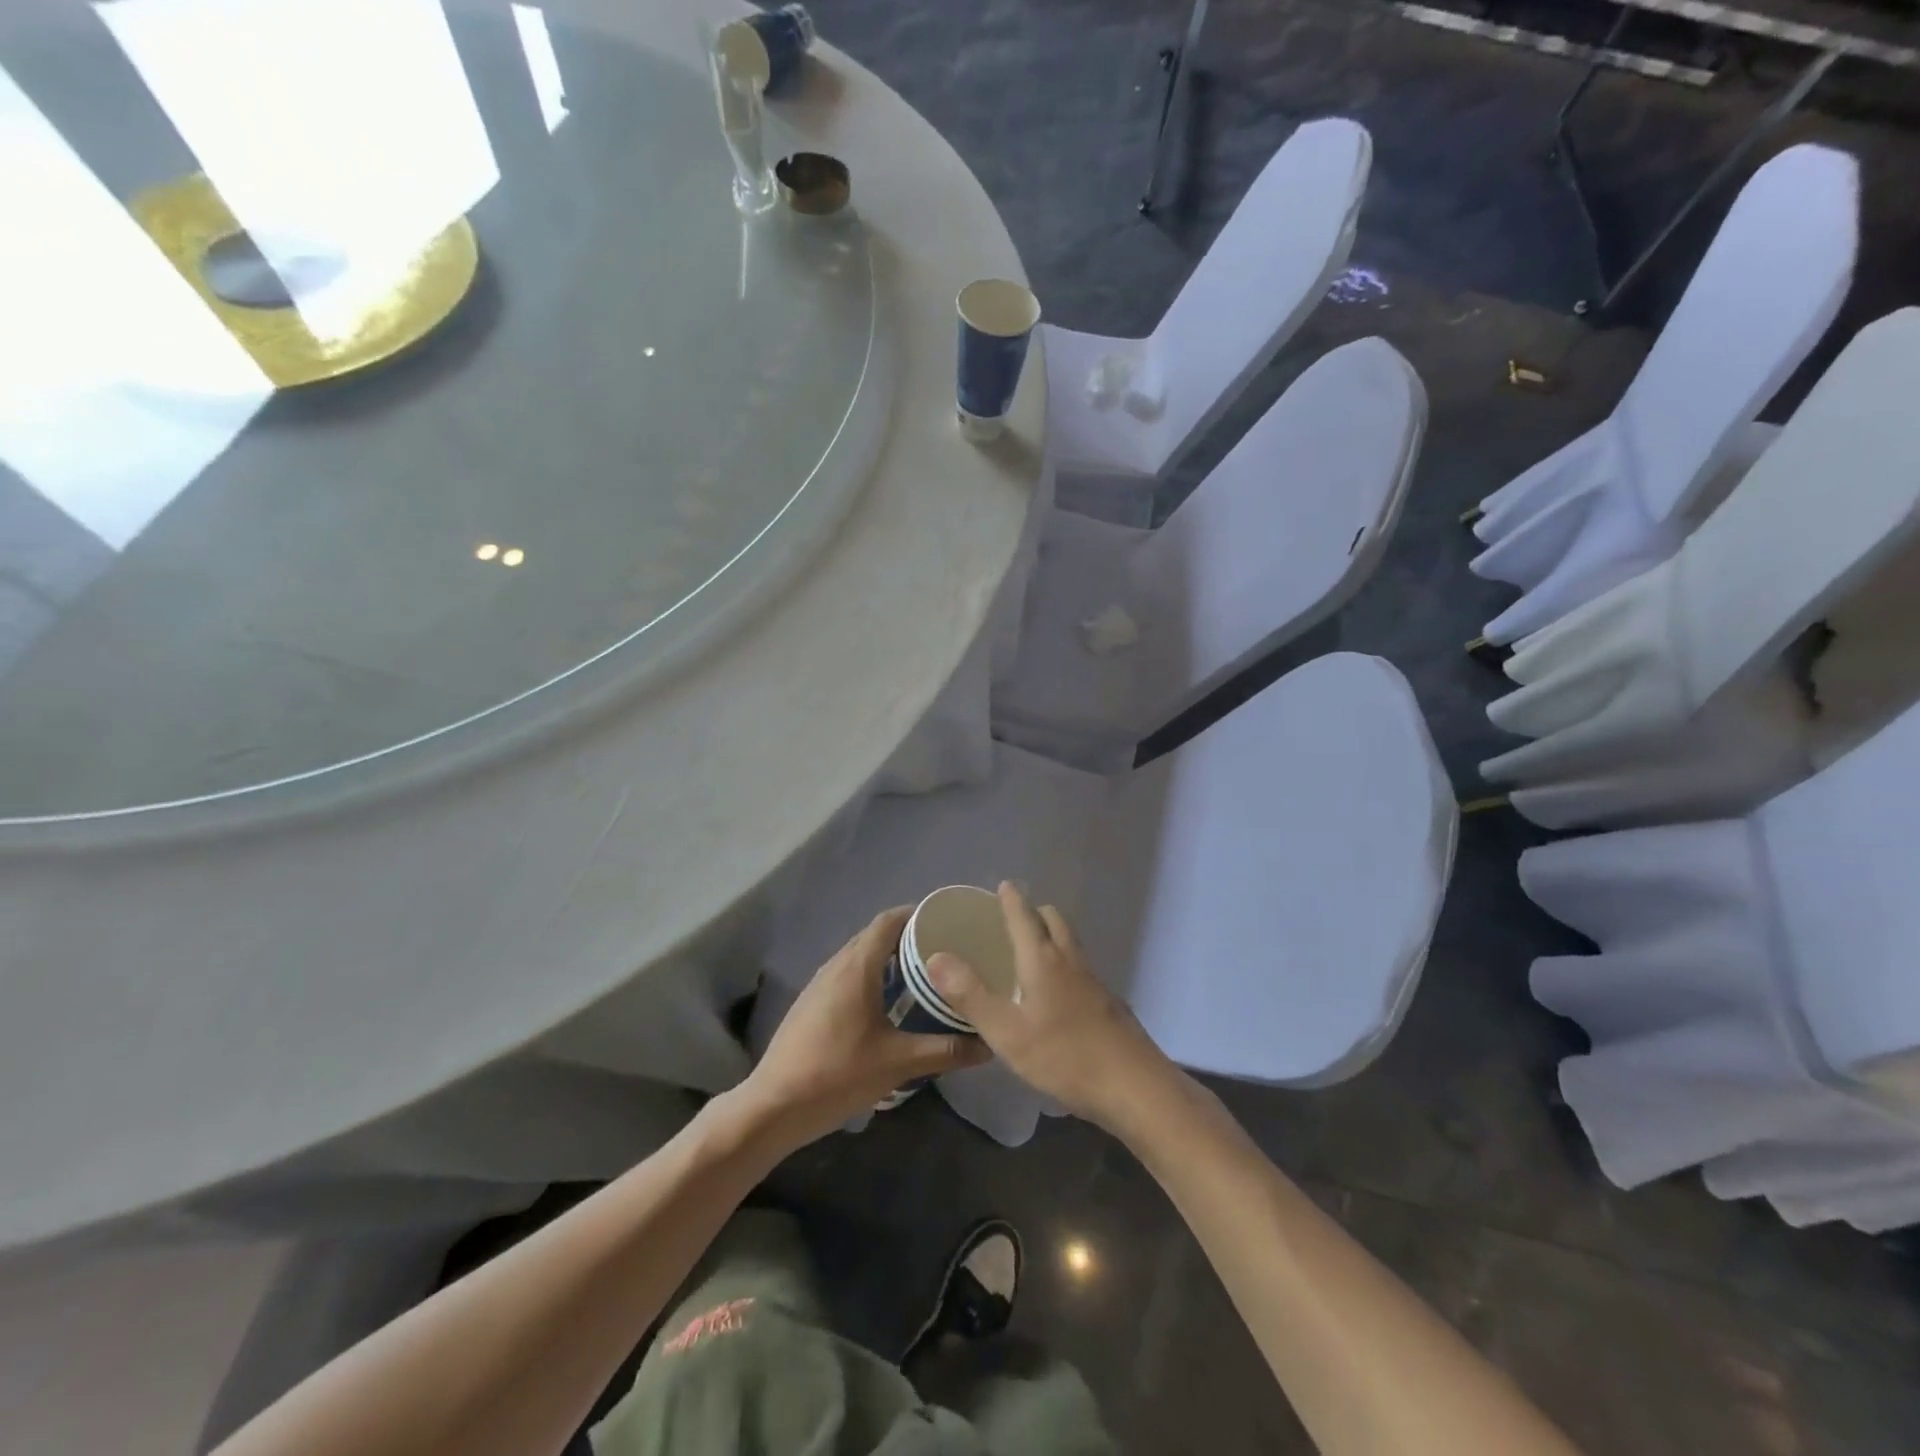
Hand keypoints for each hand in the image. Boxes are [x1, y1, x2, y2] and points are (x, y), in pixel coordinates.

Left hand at [739, 907, 989, 1148]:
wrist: (774, 1105)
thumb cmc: (837, 1074)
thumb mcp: (898, 1063)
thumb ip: (945, 1051)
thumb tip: (988, 1044)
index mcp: (857, 967)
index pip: (888, 921)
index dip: (916, 914)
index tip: (946, 920)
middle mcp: (837, 965)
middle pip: (874, 934)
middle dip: (908, 935)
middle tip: (943, 948)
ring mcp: (820, 983)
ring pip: (859, 954)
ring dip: (888, 955)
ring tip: (922, 971)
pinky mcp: (812, 1002)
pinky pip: (847, 972)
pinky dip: (871, 973)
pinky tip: (888, 1001)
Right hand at [924, 882, 1173, 1130]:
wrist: (1135, 1087)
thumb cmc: (1065, 1056)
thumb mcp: (1006, 1031)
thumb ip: (970, 994)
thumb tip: (936, 956)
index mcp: (1043, 959)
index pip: (1024, 916)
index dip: (1012, 899)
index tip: (1003, 885)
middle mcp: (1070, 961)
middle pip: (1054, 921)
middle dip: (1034, 912)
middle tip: (1011, 920)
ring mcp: (1094, 982)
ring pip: (1070, 944)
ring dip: (1050, 936)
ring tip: (1028, 951)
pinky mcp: (1107, 1004)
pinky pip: (1079, 968)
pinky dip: (1062, 964)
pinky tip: (1053, 994)